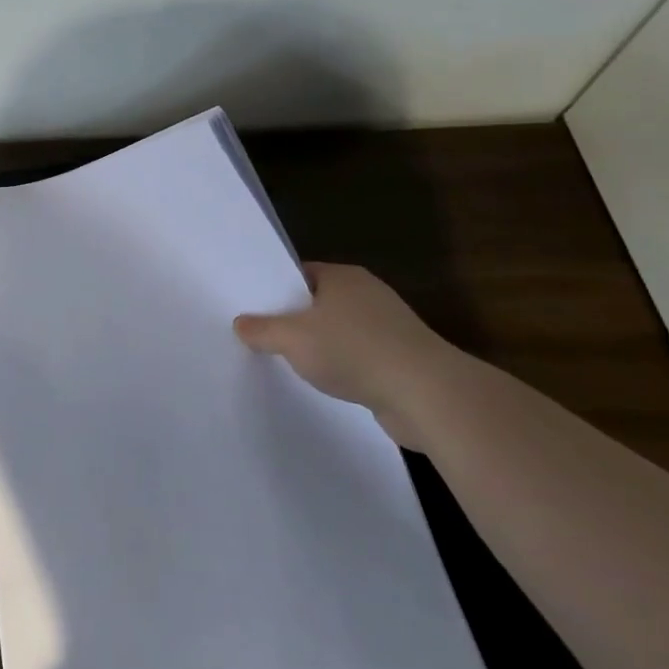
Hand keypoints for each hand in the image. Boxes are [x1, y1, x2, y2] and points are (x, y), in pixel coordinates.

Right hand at [234, 263, 454, 448]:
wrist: (427, 395)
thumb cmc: (354, 351)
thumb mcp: (292, 339)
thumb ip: (262, 330)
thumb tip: (240, 324)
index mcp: (343, 277)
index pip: (298, 273)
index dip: (273, 288)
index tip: (250, 307)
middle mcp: (367, 294)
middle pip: (317, 302)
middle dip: (292, 319)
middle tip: (259, 335)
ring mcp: (388, 327)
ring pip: (338, 331)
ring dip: (317, 346)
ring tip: (286, 361)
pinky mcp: (400, 359)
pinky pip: (357, 356)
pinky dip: (341, 367)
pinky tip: (324, 382)